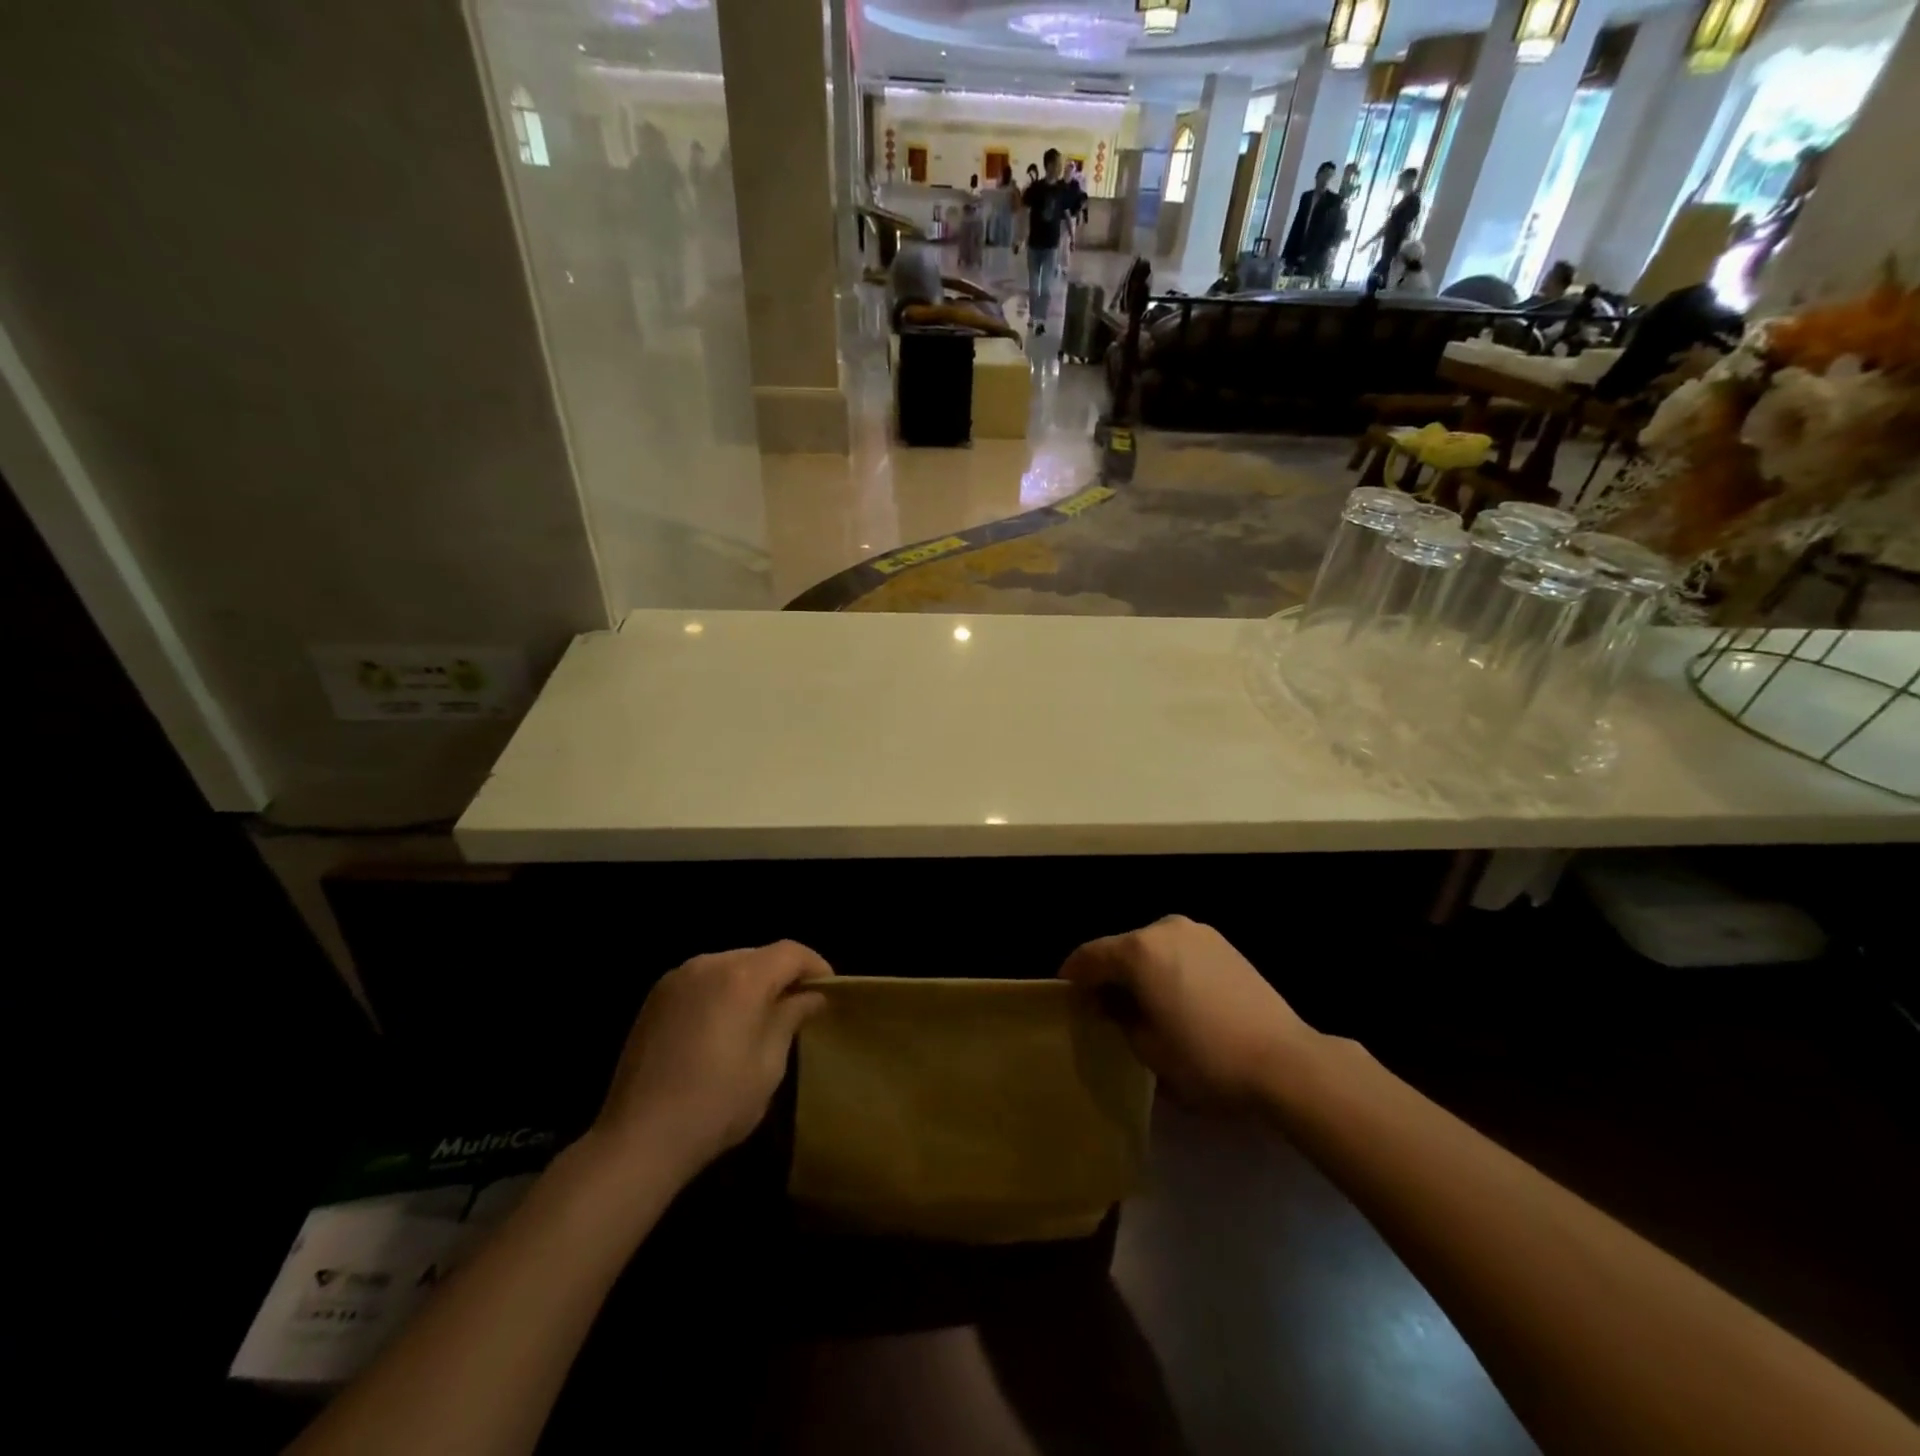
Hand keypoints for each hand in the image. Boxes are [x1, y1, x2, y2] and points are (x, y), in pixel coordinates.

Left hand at [595, 942, 831, 1180]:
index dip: (815, 966)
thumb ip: (791, 1018)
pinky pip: (703, 980)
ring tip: (761, 1018)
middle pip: (760, 956)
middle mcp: (709, 964)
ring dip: (751, 983)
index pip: (791, 952)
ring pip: (730, 965)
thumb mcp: (769, 1065)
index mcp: (741, 977)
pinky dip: (722, 992)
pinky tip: (723, 1026)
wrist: (638, 1139)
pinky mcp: (656, 997)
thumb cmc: (716, 1104)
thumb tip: (811, 996)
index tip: (828, 992)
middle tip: (798, 1008)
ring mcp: (677, 978)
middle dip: (783, 975)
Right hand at [1059, 916, 1310, 1104]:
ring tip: (1142, 1004)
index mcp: (1138, 950)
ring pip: (1151, 948)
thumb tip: (1110, 1003)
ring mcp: (1198, 932)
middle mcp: (1164, 929)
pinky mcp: (1223, 944)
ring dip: (1139, 971)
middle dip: (1108, 974)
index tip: (1067, 997)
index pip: (1089, 956)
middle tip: (1103, 1007)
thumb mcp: (1147, 1048)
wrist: (1284, 1061)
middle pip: (1121, 948)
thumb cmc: (1205, 1058)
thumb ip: (1118, 1017)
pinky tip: (1176, 998)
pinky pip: (1179, 952)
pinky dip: (1167, 968)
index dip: (1073, 977)